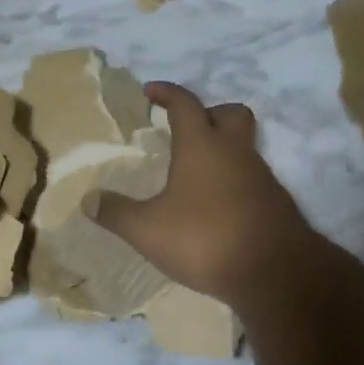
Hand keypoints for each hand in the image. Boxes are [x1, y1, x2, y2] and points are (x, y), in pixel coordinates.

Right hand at [92, 83, 315, 307]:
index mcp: (202, 145)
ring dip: (222, 150)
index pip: (185, 103)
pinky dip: (234, 181)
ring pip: (243, 146)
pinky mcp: (275, 203)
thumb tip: (88, 199)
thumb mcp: (148, 230)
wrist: (275, 273)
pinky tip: (216, 206)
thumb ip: (117, 212)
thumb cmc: (205, 238)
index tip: (151, 91)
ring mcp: (261, 176)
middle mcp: (235, 152)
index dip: (167, 92)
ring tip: (195, 174)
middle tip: (186, 128)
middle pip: (229, 113)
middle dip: (208, 112)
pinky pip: (252, 177)